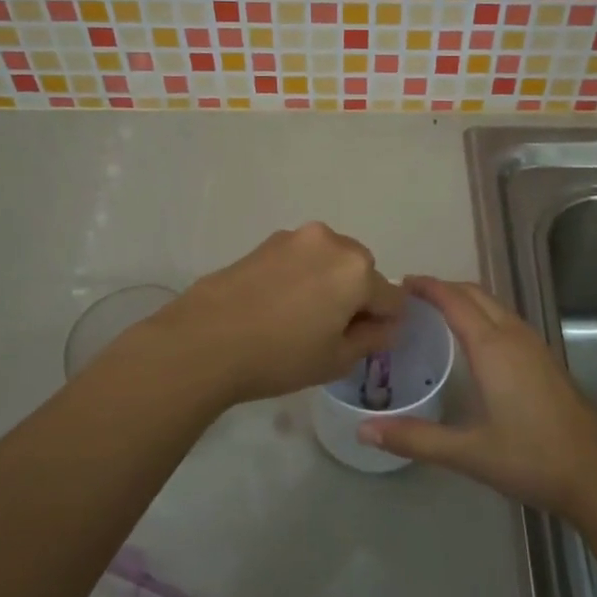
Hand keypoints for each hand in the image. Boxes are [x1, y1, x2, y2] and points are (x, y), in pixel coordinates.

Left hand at [130, 223, 404, 409]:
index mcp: (357, 270)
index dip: (383, 324)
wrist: (205, 340)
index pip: (392, 298)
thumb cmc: (280, 356)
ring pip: (330, 261)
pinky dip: (301, 276)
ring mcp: (296, 237)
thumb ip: (372, 339)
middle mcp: (332, 242)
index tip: (363, 343)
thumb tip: (386, 326)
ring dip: (327, 282)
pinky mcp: (267, 242)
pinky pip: (301, 258)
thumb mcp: (336, 359)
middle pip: (362, 271)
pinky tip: (276, 305)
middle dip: (356, 296)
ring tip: (298, 317)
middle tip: (329, 331)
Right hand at [357, 277, 596, 517]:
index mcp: (493, 348)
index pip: (454, 300)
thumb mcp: (467, 452)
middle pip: (476, 294)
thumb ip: (414, 439)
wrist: (594, 475)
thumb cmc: (530, 459)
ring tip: (435, 312)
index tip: (400, 283)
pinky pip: (507, 319)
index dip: (427, 287)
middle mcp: (514, 336)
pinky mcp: (545, 358)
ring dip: (465, 299)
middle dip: (444, 288)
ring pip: (494, 305)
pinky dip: (483, 314)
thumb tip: (364, 431)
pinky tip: (473, 340)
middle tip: (411, 297)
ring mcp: (534, 345)